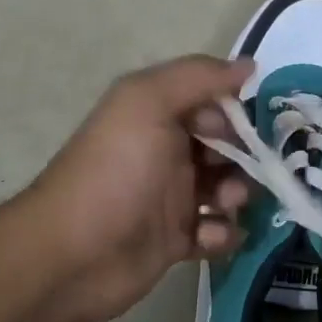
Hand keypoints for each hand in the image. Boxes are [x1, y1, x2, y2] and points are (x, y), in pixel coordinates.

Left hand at [25, 55, 253, 321]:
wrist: (73, 255)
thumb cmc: (115, 171)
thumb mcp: (148, 103)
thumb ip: (198, 77)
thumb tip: (248, 66)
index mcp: (157, 115)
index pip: (211, 102)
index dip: (234, 113)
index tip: (246, 130)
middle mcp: (166, 152)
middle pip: (225, 147)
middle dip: (244, 158)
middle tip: (242, 173)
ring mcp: (172, 198)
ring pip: (226, 190)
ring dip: (237, 196)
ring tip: (225, 206)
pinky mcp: (175, 241)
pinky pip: (216, 232)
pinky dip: (222, 234)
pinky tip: (209, 238)